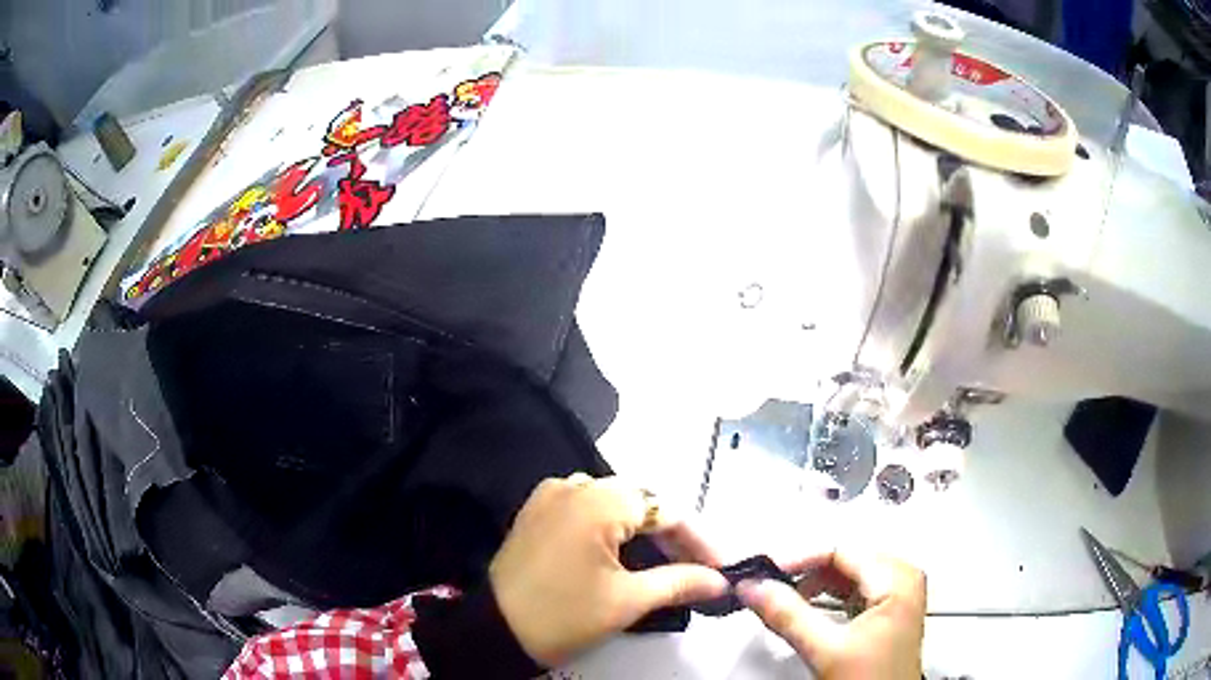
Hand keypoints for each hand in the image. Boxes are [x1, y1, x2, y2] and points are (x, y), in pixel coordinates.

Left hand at [489, 474, 728, 666]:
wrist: (494, 631)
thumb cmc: (563, 617)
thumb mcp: (627, 601)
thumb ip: (680, 582)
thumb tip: (719, 581)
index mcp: (598, 501)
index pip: (667, 511)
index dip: (700, 540)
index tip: (722, 568)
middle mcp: (574, 485)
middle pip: (642, 503)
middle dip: (673, 535)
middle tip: (699, 568)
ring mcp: (551, 496)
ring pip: (616, 504)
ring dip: (645, 531)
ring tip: (670, 563)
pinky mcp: (537, 511)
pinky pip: (587, 509)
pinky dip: (614, 528)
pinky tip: (628, 554)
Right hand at [738, 551, 925, 678]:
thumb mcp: (826, 650)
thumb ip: (787, 616)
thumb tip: (756, 589)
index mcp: (898, 580)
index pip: (840, 552)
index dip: (798, 560)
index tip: (765, 574)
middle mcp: (904, 580)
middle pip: (845, 560)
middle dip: (805, 573)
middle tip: (771, 587)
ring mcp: (898, 595)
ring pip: (848, 575)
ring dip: (814, 586)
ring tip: (785, 601)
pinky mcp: (888, 610)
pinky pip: (854, 590)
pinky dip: (827, 597)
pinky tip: (808, 612)